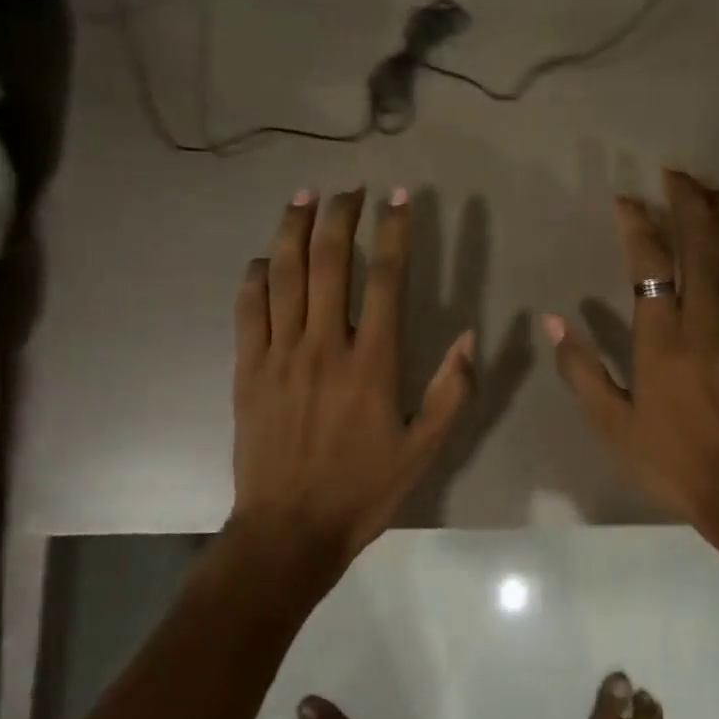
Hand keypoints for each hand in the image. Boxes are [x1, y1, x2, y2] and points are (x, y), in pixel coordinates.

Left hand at [230, 188, 474, 581]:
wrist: (289, 530)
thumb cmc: (363, 490)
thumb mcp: (424, 449)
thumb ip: (450, 392)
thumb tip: (470, 337)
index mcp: (371, 362)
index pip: (385, 279)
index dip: (394, 232)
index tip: (400, 198)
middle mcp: (324, 345)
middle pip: (329, 262)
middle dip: (340, 216)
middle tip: (350, 187)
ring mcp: (279, 354)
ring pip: (283, 275)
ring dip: (293, 230)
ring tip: (304, 197)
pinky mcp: (248, 370)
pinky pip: (248, 309)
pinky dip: (254, 277)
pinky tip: (261, 259)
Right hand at [546, 170, 718, 555]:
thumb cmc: (670, 459)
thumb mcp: (611, 423)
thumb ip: (581, 370)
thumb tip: (554, 323)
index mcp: (661, 338)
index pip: (650, 261)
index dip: (637, 222)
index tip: (626, 201)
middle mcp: (705, 320)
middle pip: (702, 242)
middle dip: (689, 199)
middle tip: (676, 174)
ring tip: (712, 190)